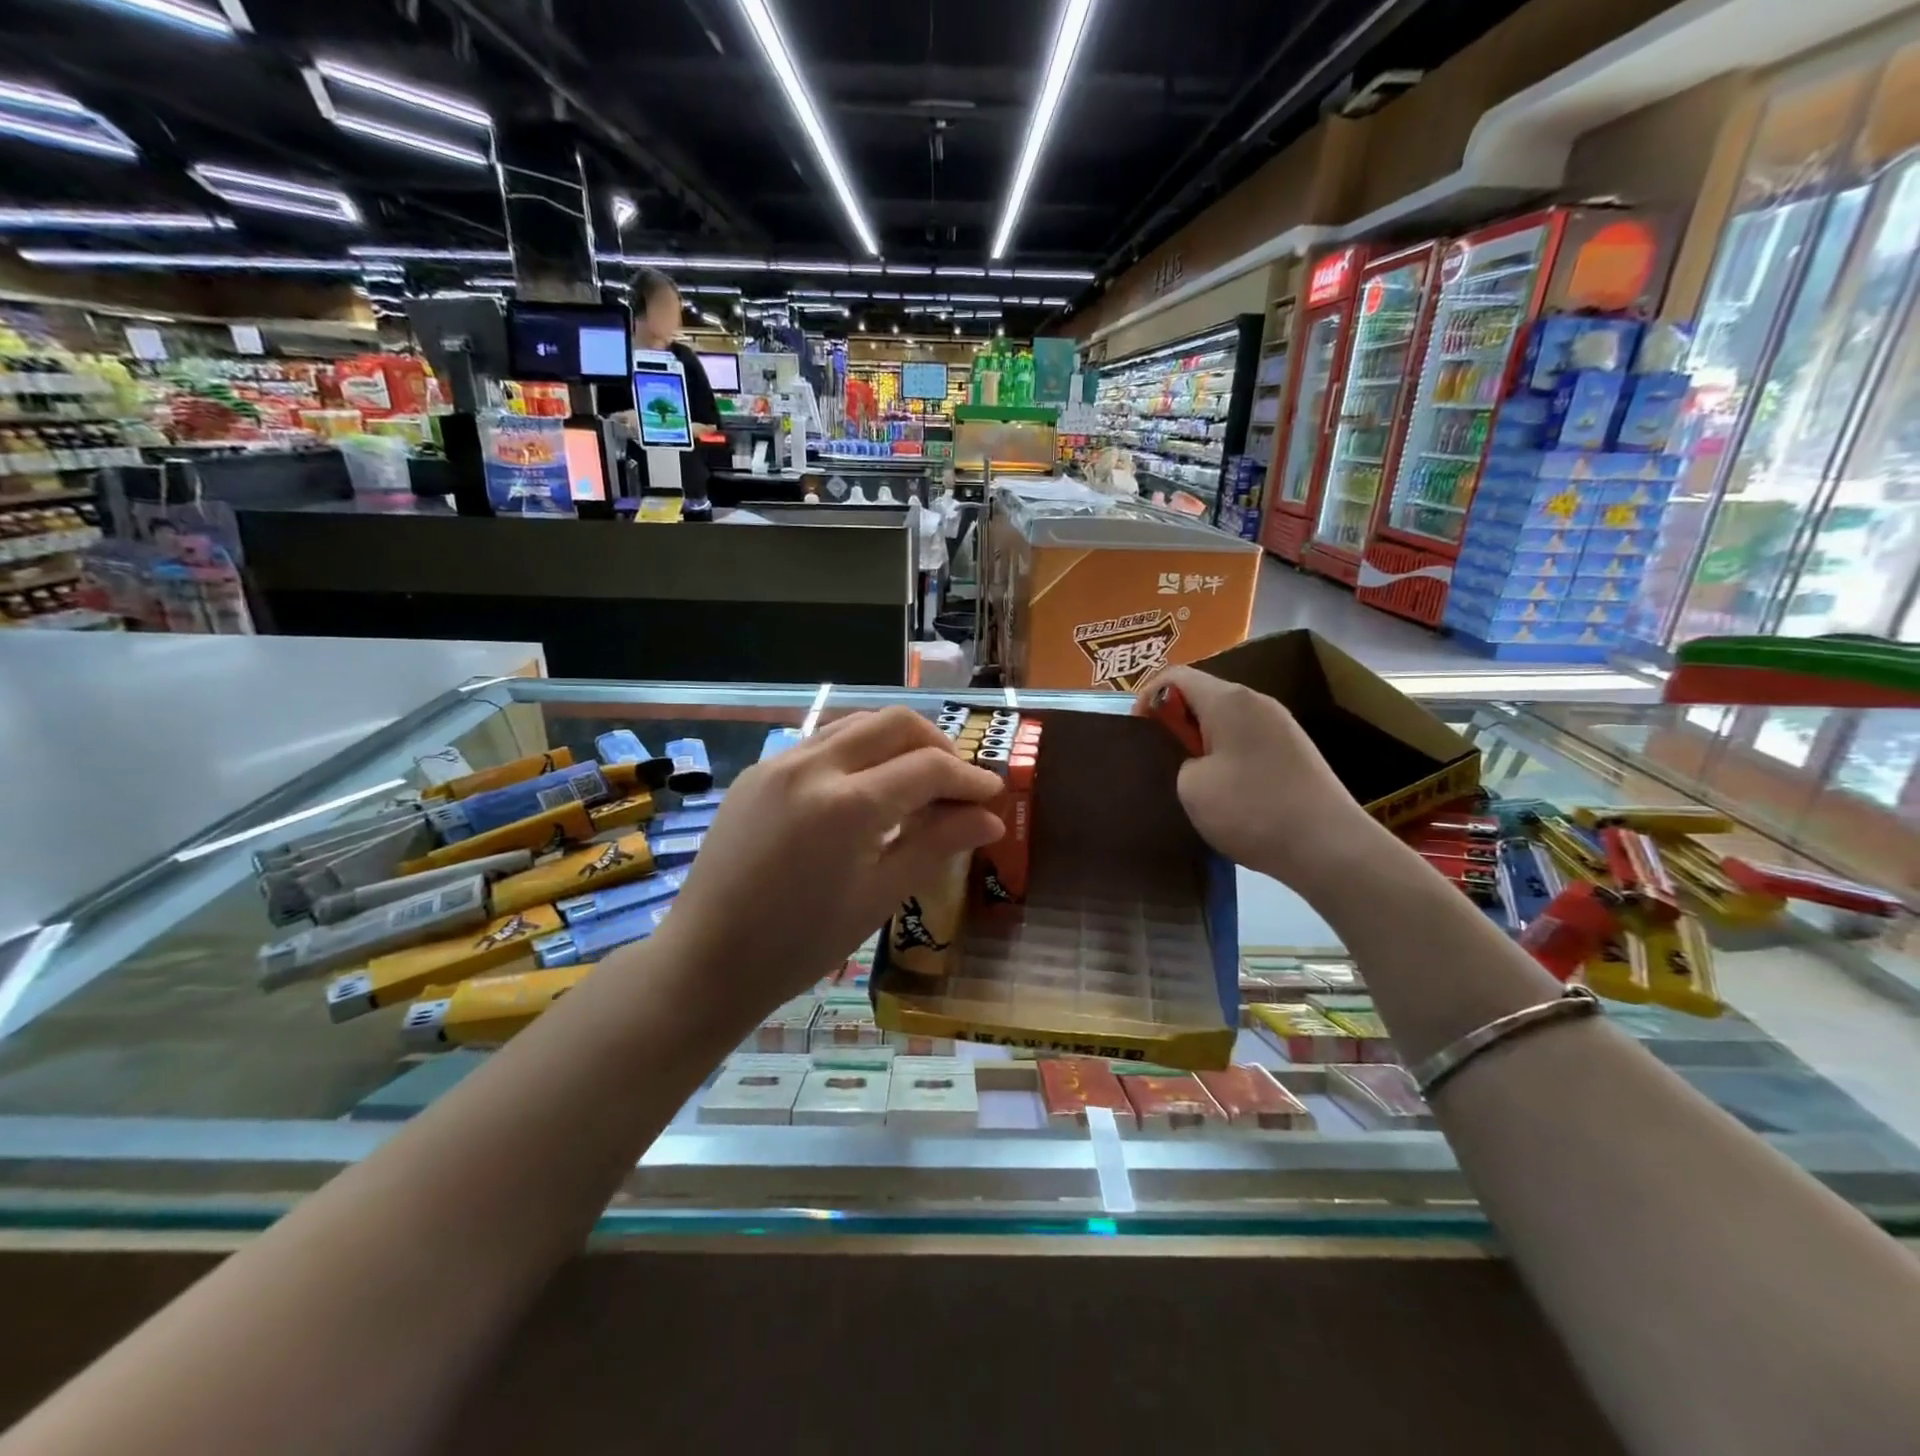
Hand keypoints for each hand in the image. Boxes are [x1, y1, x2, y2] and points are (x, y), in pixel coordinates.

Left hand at [650, 707, 1004, 1020]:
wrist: (706, 959)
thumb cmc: (801, 944)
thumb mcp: (878, 896)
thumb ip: (936, 845)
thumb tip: (991, 819)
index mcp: (848, 805)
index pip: (928, 768)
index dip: (969, 778)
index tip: (994, 794)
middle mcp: (813, 766)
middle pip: (896, 723)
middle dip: (938, 745)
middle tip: (957, 783)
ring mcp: (780, 762)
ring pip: (857, 723)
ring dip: (897, 740)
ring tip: (917, 780)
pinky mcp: (759, 770)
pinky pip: (822, 741)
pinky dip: (858, 750)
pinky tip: (865, 788)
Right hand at [1137, 667, 1382, 891]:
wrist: (1328, 846)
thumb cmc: (1251, 810)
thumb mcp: (1190, 787)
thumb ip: (1179, 759)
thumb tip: (1195, 760)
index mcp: (1228, 700)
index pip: (1175, 676)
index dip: (1146, 697)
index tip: (1137, 732)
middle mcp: (1257, 702)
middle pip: (1204, 694)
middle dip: (1175, 720)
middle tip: (1160, 757)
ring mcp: (1281, 726)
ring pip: (1227, 719)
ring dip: (1202, 740)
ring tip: (1189, 777)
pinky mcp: (1296, 751)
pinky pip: (1248, 739)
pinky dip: (1227, 754)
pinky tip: (1226, 790)